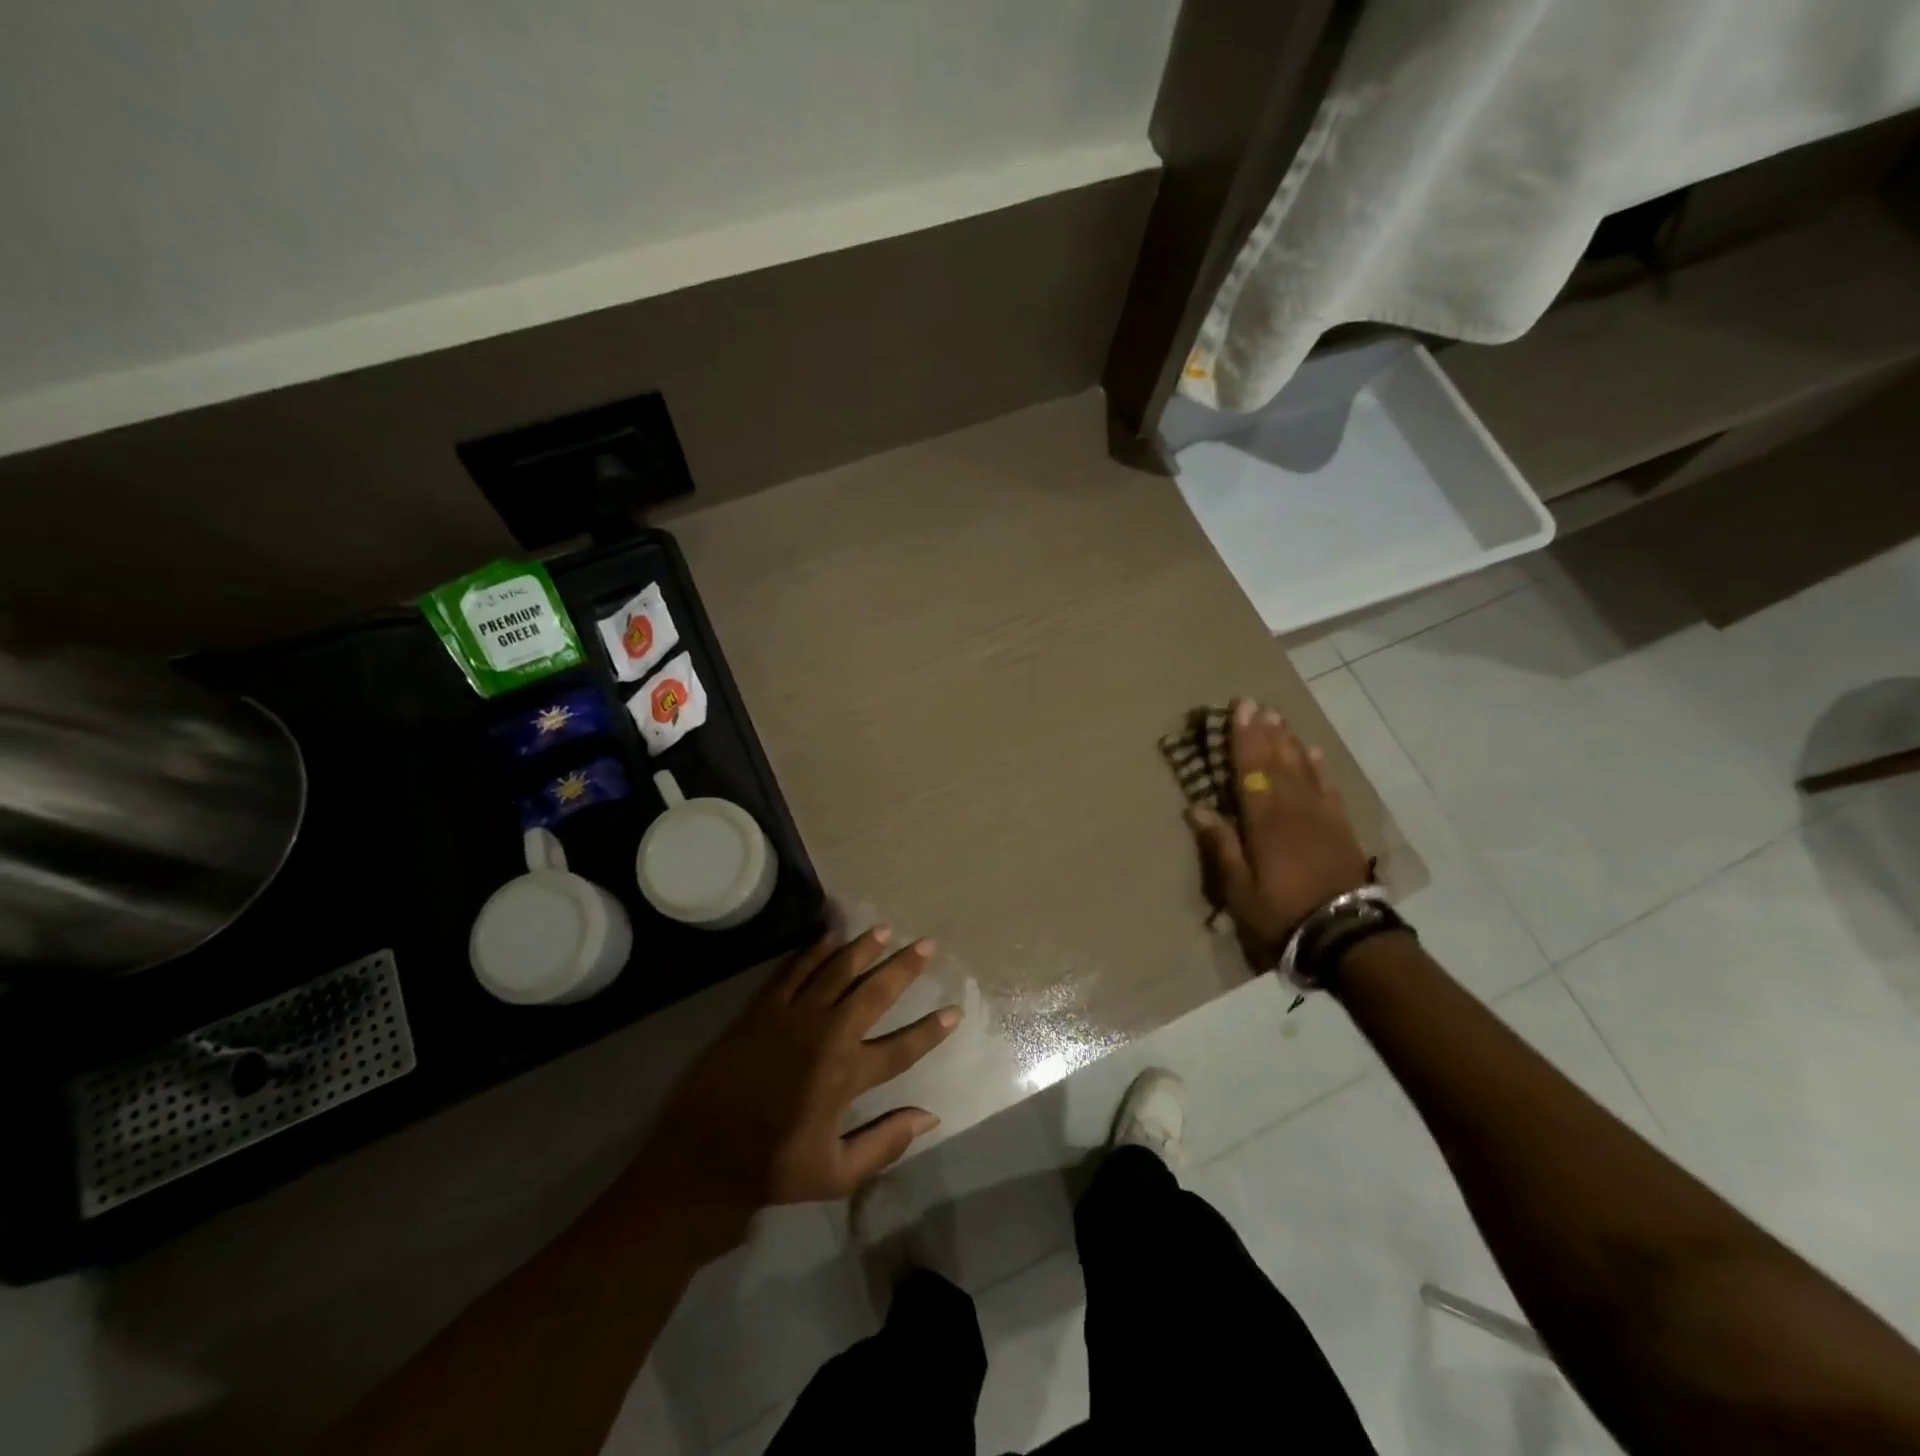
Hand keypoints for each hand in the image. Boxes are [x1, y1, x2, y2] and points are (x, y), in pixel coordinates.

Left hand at [632, 928, 960, 1218]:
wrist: (700, 1157)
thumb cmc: (772, 1167)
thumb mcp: (836, 1174)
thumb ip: (885, 1143)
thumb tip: (930, 1117)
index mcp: (847, 1076)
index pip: (901, 1047)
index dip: (931, 1030)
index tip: (954, 1010)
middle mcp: (826, 1037)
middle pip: (874, 993)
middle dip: (904, 968)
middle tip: (926, 945)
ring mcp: (792, 1018)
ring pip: (836, 971)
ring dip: (863, 949)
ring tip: (885, 930)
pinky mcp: (762, 1010)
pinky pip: (794, 971)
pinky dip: (814, 951)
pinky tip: (830, 936)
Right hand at [1188, 698, 1370, 967]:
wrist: (1342, 934)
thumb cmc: (1280, 912)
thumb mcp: (1239, 888)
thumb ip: (1221, 845)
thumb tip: (1197, 809)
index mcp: (1263, 821)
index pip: (1250, 770)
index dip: (1243, 739)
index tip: (1239, 709)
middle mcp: (1292, 809)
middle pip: (1276, 762)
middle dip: (1264, 731)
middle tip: (1256, 704)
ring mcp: (1320, 816)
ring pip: (1302, 769)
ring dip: (1288, 741)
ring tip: (1279, 718)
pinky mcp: (1340, 827)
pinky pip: (1327, 787)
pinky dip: (1319, 767)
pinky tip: (1313, 753)